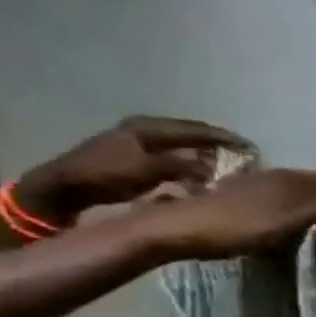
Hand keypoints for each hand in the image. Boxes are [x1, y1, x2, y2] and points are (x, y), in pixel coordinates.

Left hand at [17, 117, 249, 221]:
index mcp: (149, 127)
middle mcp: (144, 129)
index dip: (225, 138)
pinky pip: (173, 155)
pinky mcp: (134, 156)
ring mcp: (137, 142)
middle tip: (244, 155)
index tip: (251, 148)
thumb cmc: (106, 176)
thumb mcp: (149, 170)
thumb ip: (184, 167)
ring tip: (227, 164)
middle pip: (190, 133)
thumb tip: (214, 170)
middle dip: (217, 144)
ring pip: (182, 144)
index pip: (197, 129)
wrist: (63, 188)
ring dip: (204, 153)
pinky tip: (200, 173)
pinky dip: (190, 161)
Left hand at [141, 169, 315, 260]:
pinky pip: (277, 199)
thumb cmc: (235, 226)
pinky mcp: (235, 199)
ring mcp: (252, 187)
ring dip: (315, 204)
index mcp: (288, 179)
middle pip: (314, 184)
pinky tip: (290, 222)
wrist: (173, 230)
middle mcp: (273, 177)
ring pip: (296, 191)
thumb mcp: (288, 220)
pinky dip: (294, 209)